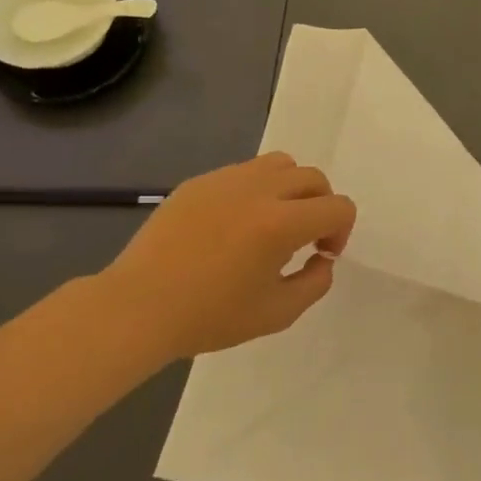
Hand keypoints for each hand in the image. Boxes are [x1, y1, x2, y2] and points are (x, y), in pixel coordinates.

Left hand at [98, 153, 355, 360]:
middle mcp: (257, 191)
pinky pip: (243, 172)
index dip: (341, 232)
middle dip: (321, 207)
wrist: (139, 307)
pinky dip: (256, 190)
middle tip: (304, 239)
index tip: (320, 255)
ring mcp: (224, 181)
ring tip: (273, 222)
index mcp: (280, 224)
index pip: (337, 207)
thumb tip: (321, 258)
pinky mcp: (198, 183)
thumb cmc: (210, 316)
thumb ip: (315, 282)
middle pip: (313, 178)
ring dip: (290, 190)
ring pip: (279, 164)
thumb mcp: (278, 314)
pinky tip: (235, 225)